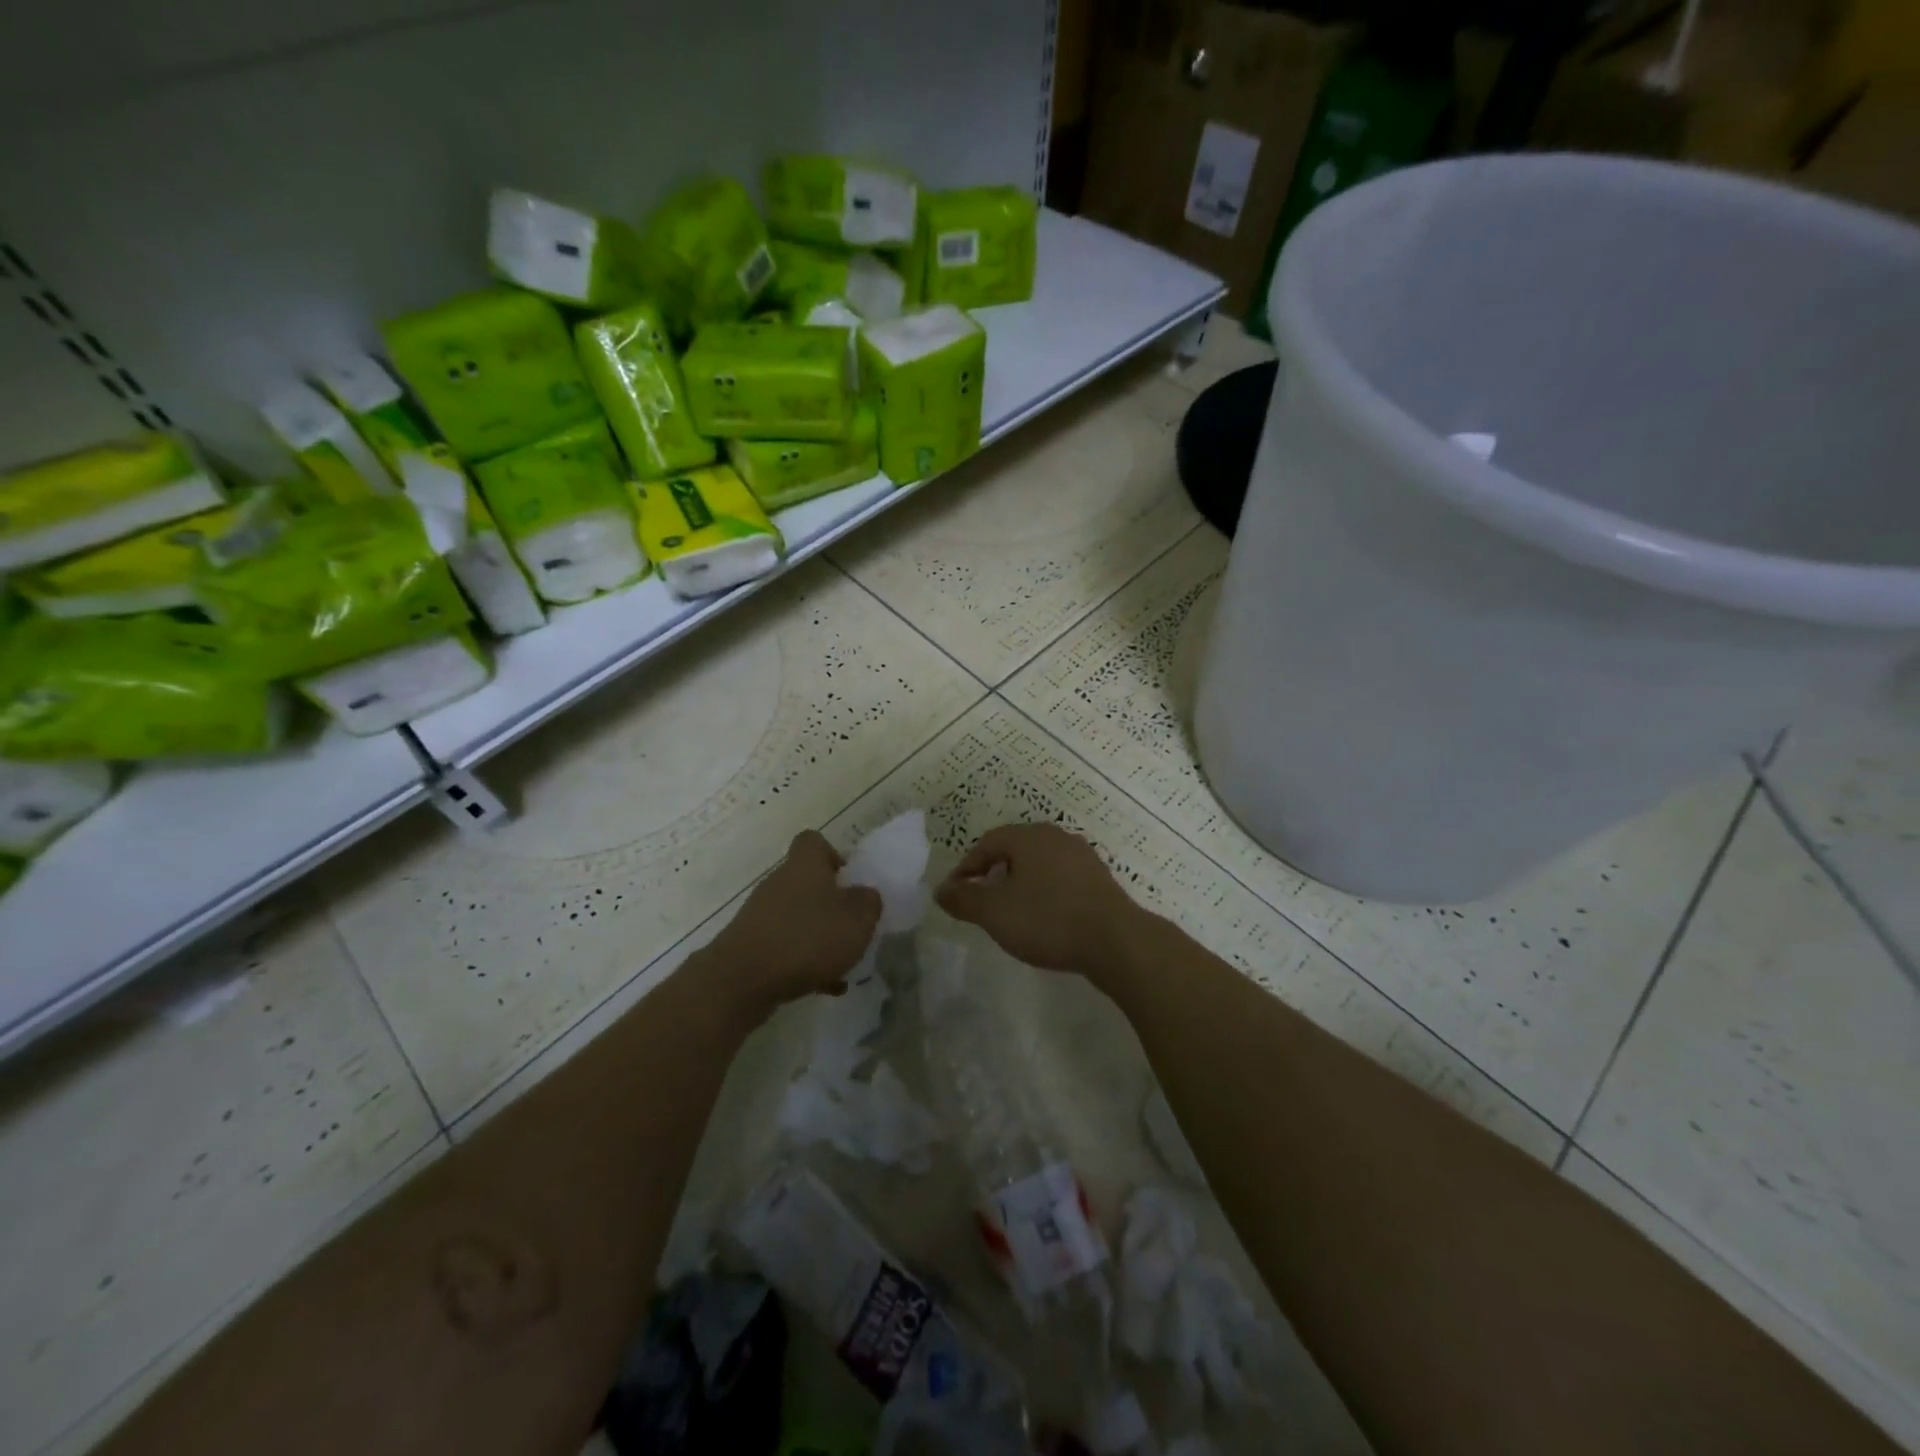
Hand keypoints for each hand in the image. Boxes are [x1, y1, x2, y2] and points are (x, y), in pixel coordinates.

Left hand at [704, 830, 880, 1019]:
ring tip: (843, 965)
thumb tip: (865, 894)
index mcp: (805, 865)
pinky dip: (804, 962)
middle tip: (853, 927)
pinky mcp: (751, 944)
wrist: (741, 980)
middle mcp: (780, 882)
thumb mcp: (857, 920)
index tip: (849, 880)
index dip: (833, 855)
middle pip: (808, 883)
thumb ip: (869, 903)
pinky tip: (823, 987)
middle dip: (832, 905)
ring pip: (799, 918)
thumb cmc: (806, 939)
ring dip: (820, 937)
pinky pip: (786, 946)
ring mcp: (762, 914)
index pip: (814, 841)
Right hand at [936, 823, 1146, 977]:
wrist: (1115, 941)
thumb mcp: (995, 912)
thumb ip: (964, 899)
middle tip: (981, 900)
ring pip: (1039, 864)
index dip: (967, 867)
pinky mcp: (1099, 879)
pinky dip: (1045, 892)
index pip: (987, 843)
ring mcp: (1082, 856)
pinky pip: (1060, 878)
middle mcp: (1056, 837)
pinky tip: (1044, 918)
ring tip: (1010, 911)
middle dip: (993, 872)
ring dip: (1020, 883)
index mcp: (1029, 837)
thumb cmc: (1047, 919)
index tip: (956, 893)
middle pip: (1014, 849)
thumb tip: (940, 889)